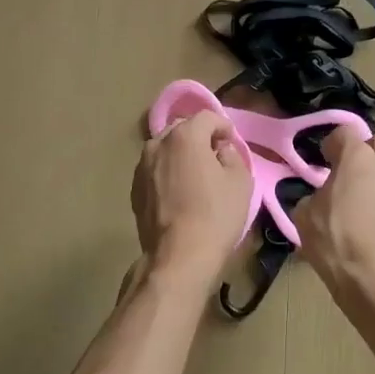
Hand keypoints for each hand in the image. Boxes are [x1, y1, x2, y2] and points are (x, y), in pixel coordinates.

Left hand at [132, 110, 251, 283]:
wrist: (178, 256)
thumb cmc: (215, 215)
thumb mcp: (240, 181)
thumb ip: (232, 156)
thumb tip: (220, 150)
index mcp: (185, 136)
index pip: (207, 117)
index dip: (223, 126)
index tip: (231, 142)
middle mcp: (158, 144)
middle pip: (182, 129)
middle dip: (199, 137)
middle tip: (215, 156)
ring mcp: (141, 167)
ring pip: (165, 149)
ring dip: (181, 155)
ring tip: (195, 175)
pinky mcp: (134, 189)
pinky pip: (155, 170)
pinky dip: (167, 172)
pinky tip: (179, 193)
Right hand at [297, 131, 374, 297]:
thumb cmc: (337, 242)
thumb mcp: (304, 217)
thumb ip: (311, 197)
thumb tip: (319, 199)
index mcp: (358, 159)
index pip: (346, 131)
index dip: (334, 143)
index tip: (325, 160)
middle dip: (368, 153)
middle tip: (352, 175)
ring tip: (368, 203)